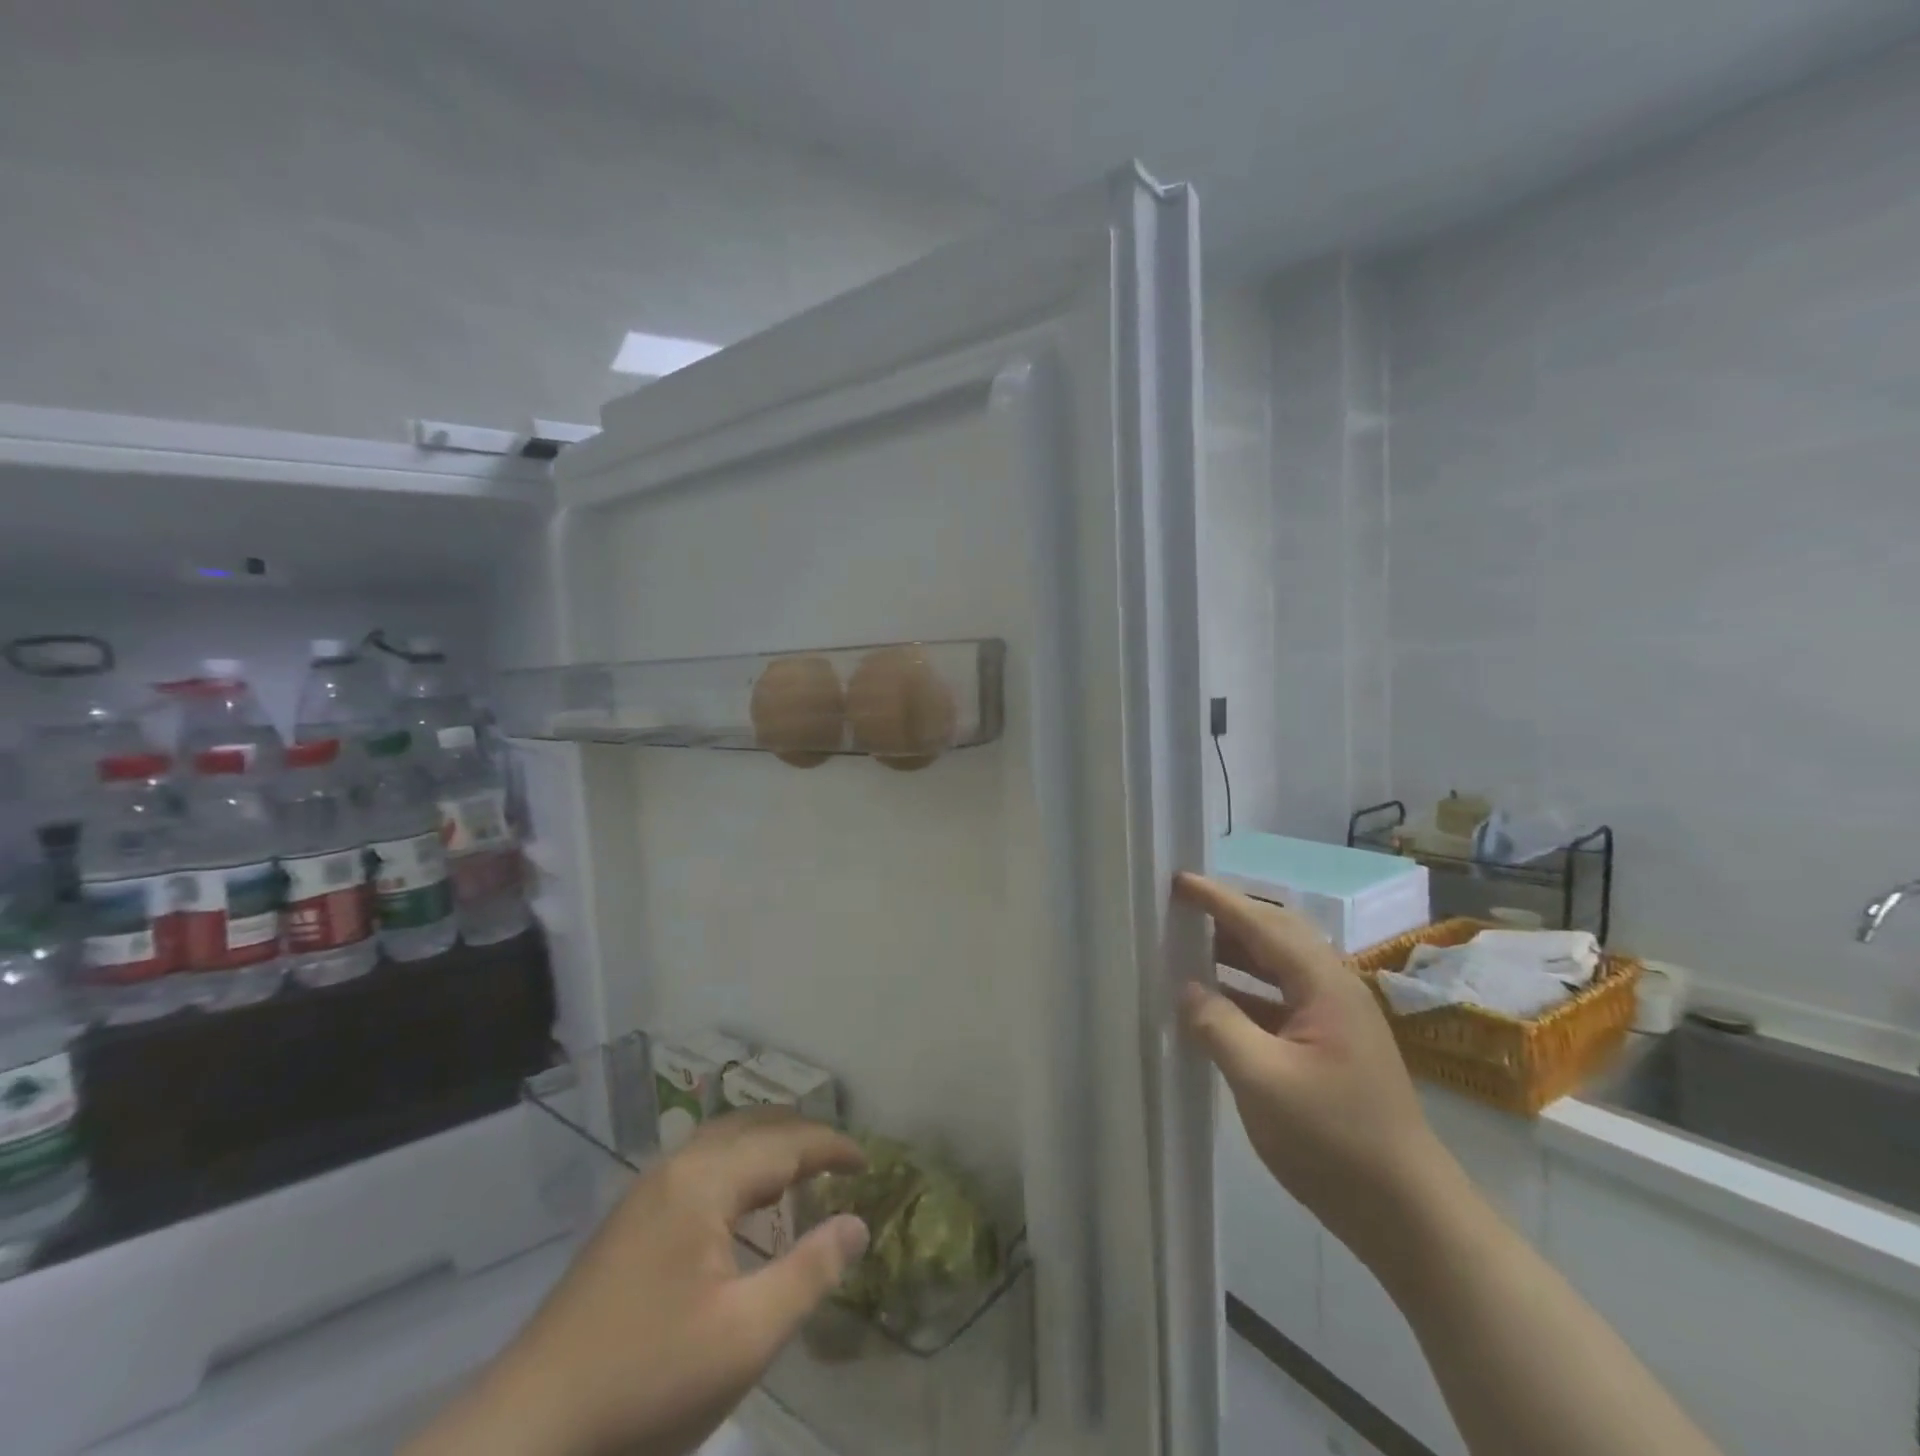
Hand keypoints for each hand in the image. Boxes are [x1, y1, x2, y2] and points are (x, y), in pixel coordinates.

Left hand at [406, 1110, 869, 1455]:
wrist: (524, 1436)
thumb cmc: (645, 1384)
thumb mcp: (745, 1338)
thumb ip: (809, 1272)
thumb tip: (858, 1223)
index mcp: (704, 1181)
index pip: (784, 1143)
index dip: (831, 1148)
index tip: (869, 1163)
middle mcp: (675, 1168)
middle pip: (751, 1126)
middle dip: (800, 1135)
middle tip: (841, 1160)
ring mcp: (645, 1192)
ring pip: (721, 1141)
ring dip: (766, 1144)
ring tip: (801, 1169)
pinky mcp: (628, 1221)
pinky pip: (698, 1165)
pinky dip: (737, 1164)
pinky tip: (741, 1202)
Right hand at [1175, 872, 1456, 1264]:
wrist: (1409, 1216)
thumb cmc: (1335, 1140)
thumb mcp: (1262, 1080)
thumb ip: (1218, 1025)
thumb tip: (1186, 988)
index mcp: (1324, 985)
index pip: (1263, 924)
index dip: (1217, 900)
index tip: (1177, 880)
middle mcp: (1334, 989)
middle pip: (1276, 934)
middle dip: (1229, 915)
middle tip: (1181, 906)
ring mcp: (1335, 1019)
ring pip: (1278, 966)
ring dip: (1235, 951)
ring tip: (1188, 944)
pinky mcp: (1330, 1047)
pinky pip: (1279, 998)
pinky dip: (1244, 989)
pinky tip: (1214, 1001)